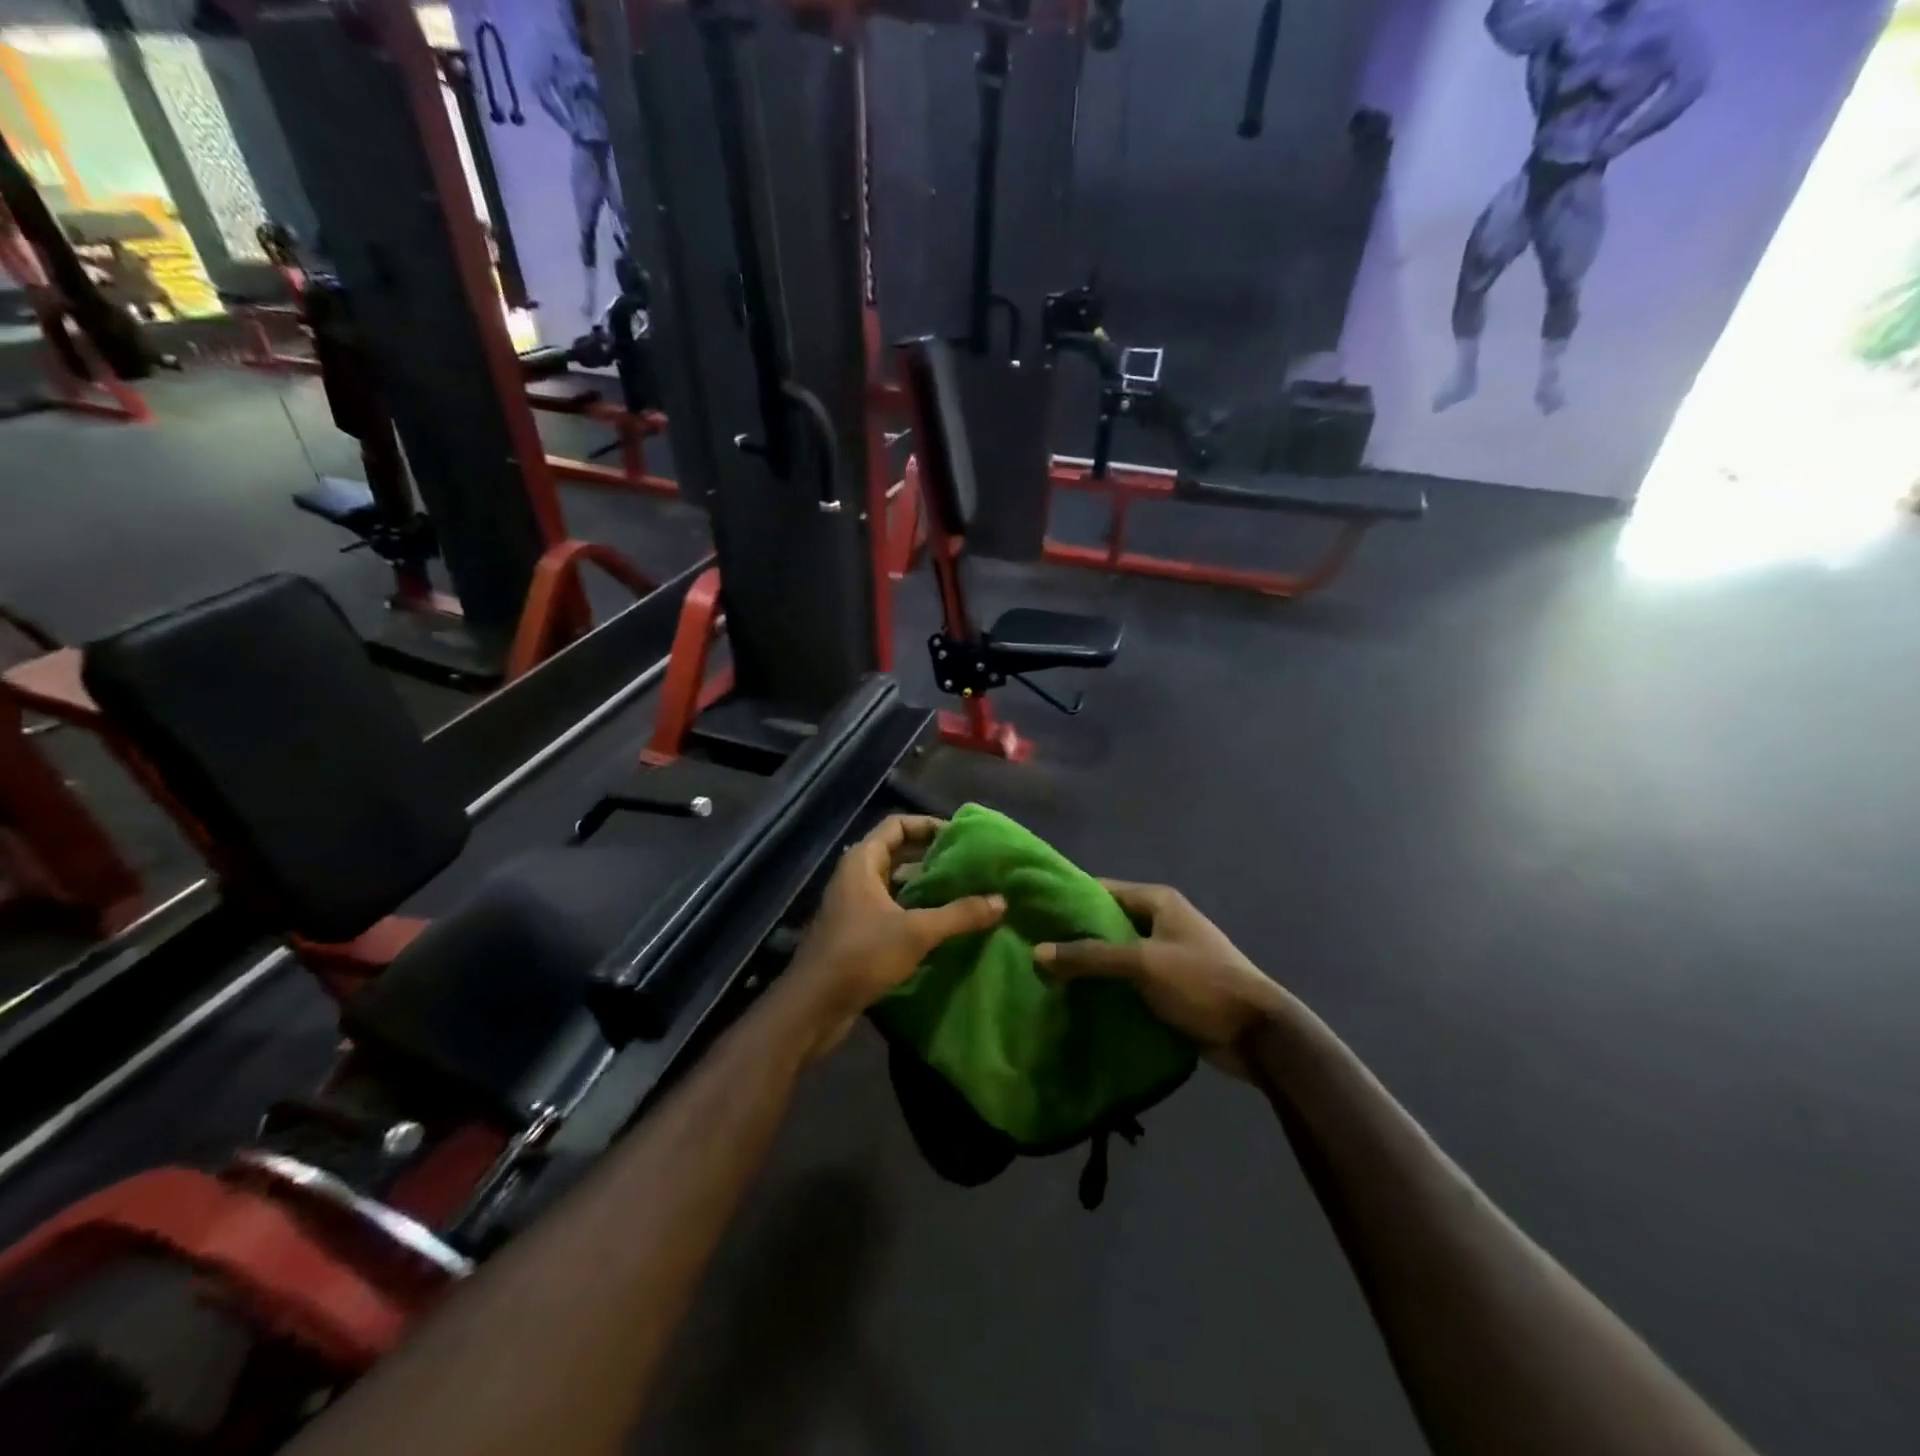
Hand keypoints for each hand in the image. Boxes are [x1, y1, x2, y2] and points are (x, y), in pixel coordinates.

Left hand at [783, 815, 1004, 1062]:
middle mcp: (855, 876)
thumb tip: (1001, 900)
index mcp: (862, 862)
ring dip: (925, 886)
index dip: (928, 825)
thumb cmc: (861, 955)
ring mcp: (853, 906)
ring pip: (895, 884)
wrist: (813, 1006)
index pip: (897, 825)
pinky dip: (915, 910)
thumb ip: (959, 914)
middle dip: (932, 857)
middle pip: (897, 853)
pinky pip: (891, 909)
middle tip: (970, 865)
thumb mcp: (916, 932)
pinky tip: (943, 924)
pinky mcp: (856, 933)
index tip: (960, 836)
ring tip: (964, 891)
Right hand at [1035, 882, 1289, 1079]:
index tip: (1034, 912)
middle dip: (1075, 935)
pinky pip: (1128, 979)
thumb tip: (1038, 952)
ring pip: (1116, 953)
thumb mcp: (1142, 964)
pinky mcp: (1169, 986)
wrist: (1257, 1033)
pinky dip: (1107, 986)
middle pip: (1108, 922)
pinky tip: (1077, 997)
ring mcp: (1166, 955)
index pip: (1103, 890)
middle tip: (1033, 946)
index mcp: (1158, 902)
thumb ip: (1091, 956)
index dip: (1070, 899)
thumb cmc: (1201, 983)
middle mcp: (1161, 921)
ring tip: (1046, 974)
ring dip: (1090, 964)